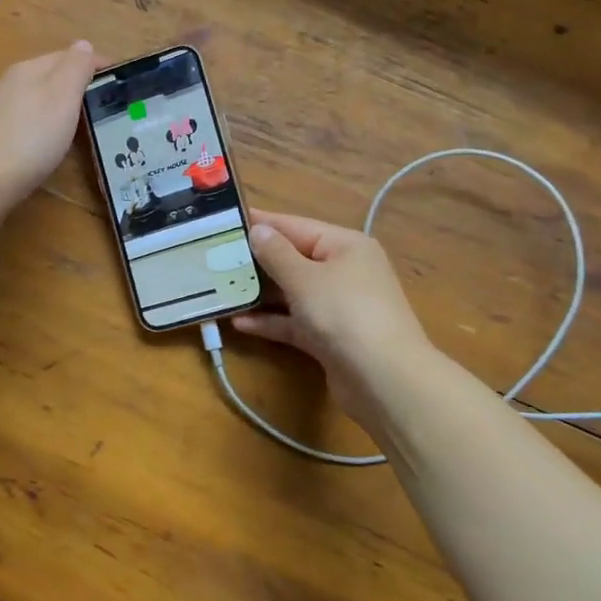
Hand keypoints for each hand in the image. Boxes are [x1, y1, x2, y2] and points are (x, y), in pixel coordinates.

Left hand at [0, 42, 98, 217]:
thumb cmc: (28, 137)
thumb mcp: (61, 96)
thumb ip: (75, 68)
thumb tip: (84, 44)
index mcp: (30, 70)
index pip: (69, 56)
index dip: (98, 66)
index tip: (124, 83)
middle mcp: (12, 86)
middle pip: (53, 79)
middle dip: (80, 88)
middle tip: (111, 108)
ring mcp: (1, 114)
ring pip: (40, 103)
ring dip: (63, 110)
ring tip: (88, 128)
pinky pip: (30, 126)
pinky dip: (47, 130)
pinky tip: (54, 147)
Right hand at [233, 209, 433, 429]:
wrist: (385, 380)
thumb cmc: (344, 314)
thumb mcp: (305, 278)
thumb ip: (277, 254)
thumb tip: (259, 230)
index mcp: (345, 246)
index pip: (296, 226)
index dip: (262, 223)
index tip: (226, 220)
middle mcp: (344, 271)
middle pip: (294, 259)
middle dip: (257, 261)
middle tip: (215, 258)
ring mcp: (338, 306)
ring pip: (292, 293)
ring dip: (260, 293)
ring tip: (221, 289)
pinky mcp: (330, 338)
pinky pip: (295, 322)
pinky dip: (271, 321)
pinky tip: (239, 323)